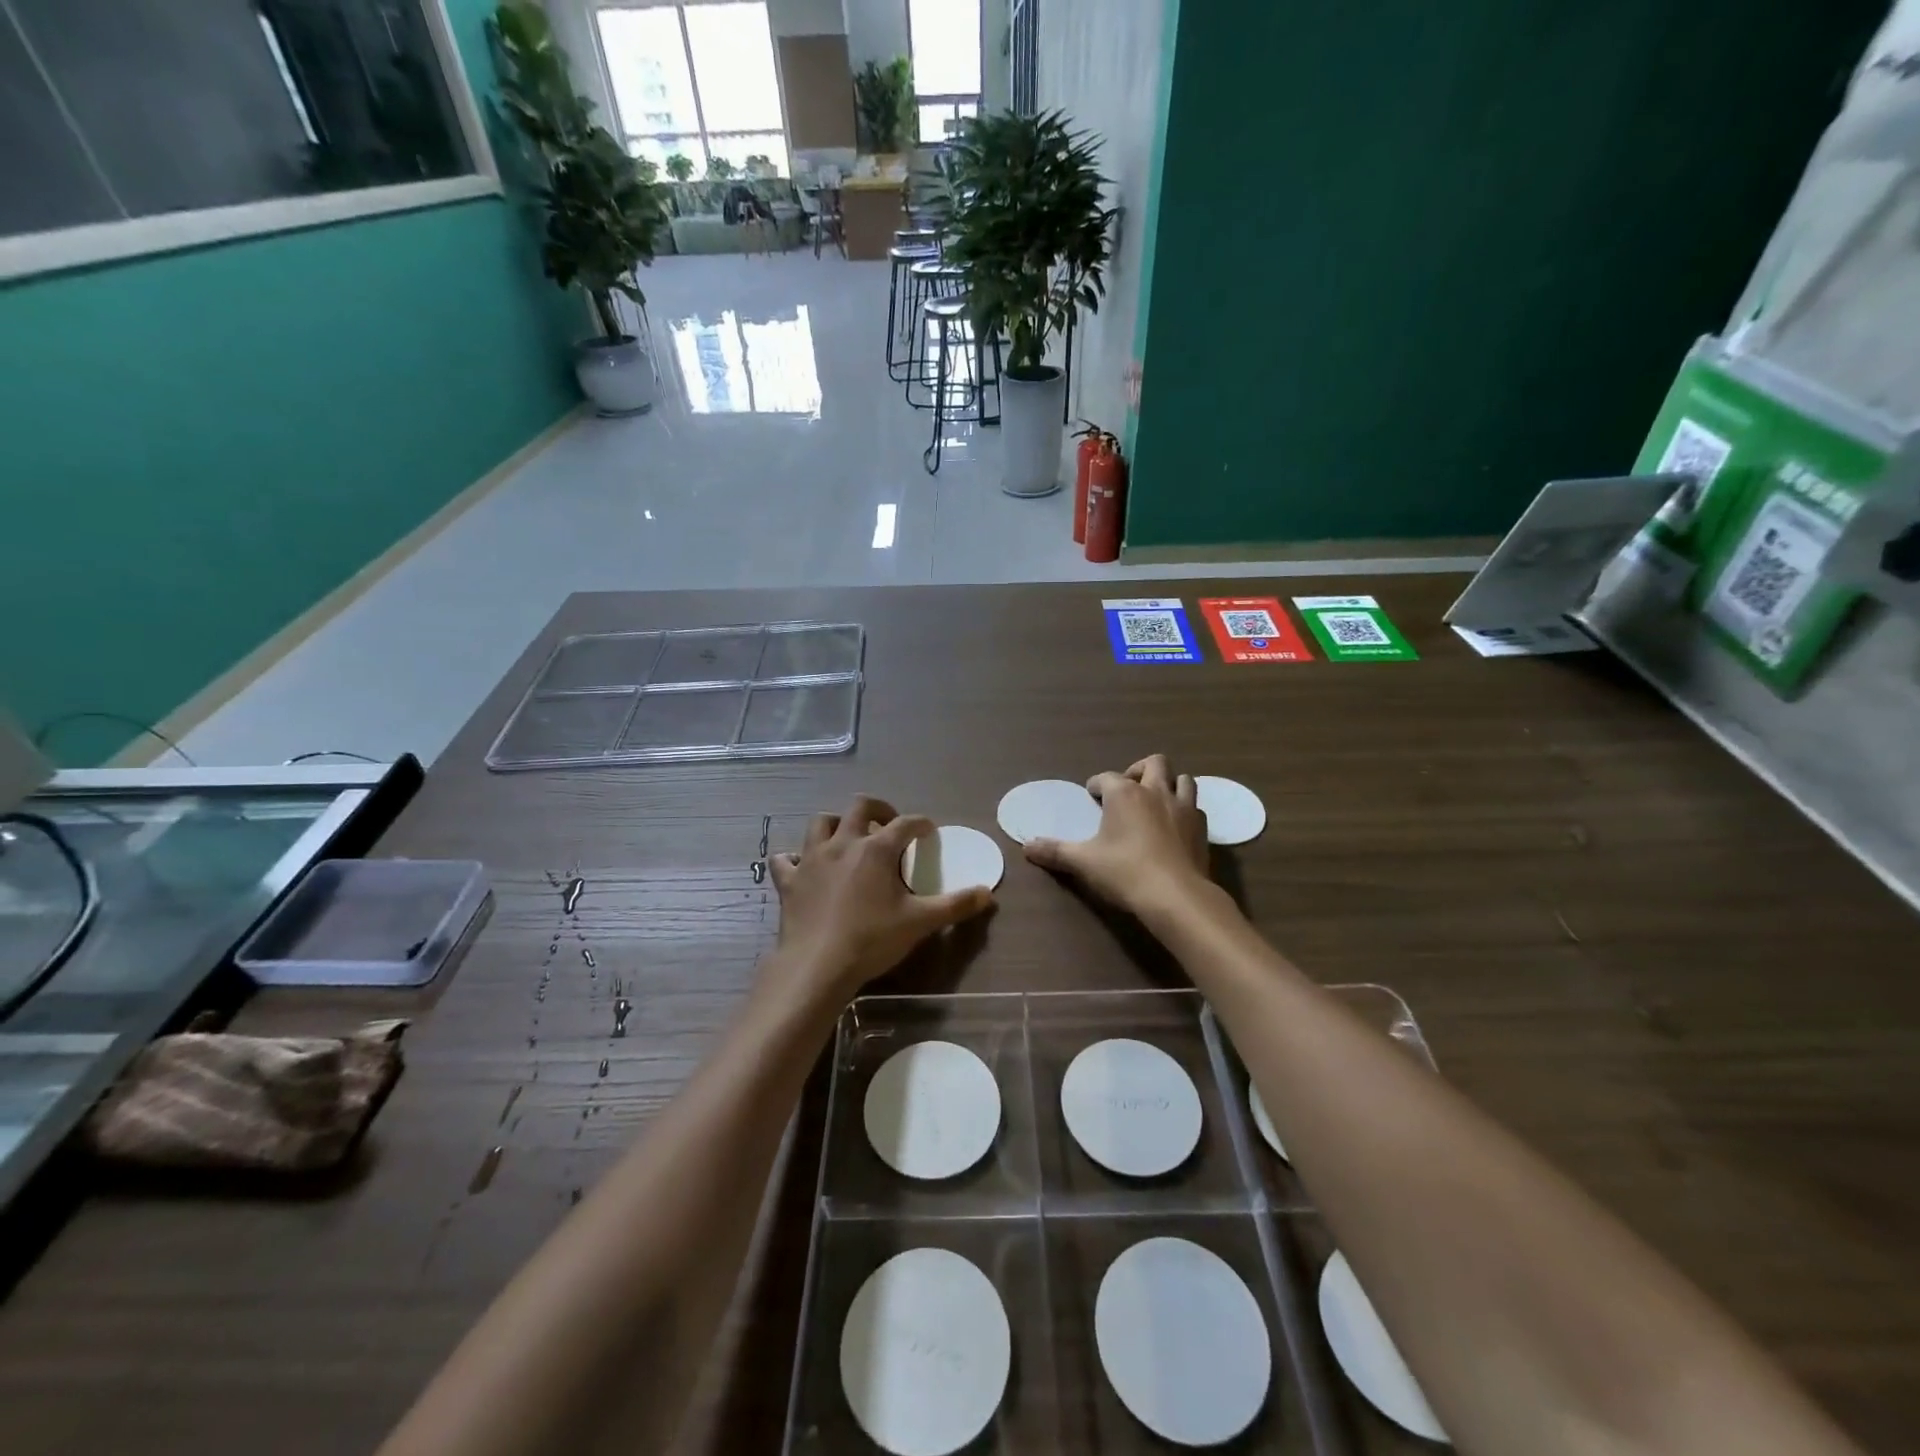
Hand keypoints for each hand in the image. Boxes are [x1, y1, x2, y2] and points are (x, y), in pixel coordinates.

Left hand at [768, 795, 991, 1001]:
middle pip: (859, 807)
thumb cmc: (872, 939)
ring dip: (836, 823)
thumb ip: (955, 905)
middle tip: (888, 822)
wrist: (818, 965)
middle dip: (878, 808)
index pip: (905, 824)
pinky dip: (794, 858)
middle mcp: (843, 843)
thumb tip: (987, 893)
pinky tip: (802, 866)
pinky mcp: (790, 881)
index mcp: (877, 849)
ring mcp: (811, 859)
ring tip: (848, 836)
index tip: (928, 831)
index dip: (920, 824)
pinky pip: (785, 860)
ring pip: (821, 823)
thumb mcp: (920, 923)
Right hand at [1025, 755, 1211, 918]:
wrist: (1176, 896)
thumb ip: (1054, 852)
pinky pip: (1195, 807)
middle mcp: (1156, 792)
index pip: (1106, 777)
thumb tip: (1026, 847)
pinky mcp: (1202, 828)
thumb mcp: (1083, 862)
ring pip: (1182, 779)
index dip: (1096, 785)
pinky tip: (1176, 826)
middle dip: (1139, 770)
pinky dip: (1185, 810)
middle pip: (1153, 763)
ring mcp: (1183, 807)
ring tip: (1156, 801)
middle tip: (1128, 788)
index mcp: (1124, 794)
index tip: (1091, 795)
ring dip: (1169, 784)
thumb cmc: (1124, 872)